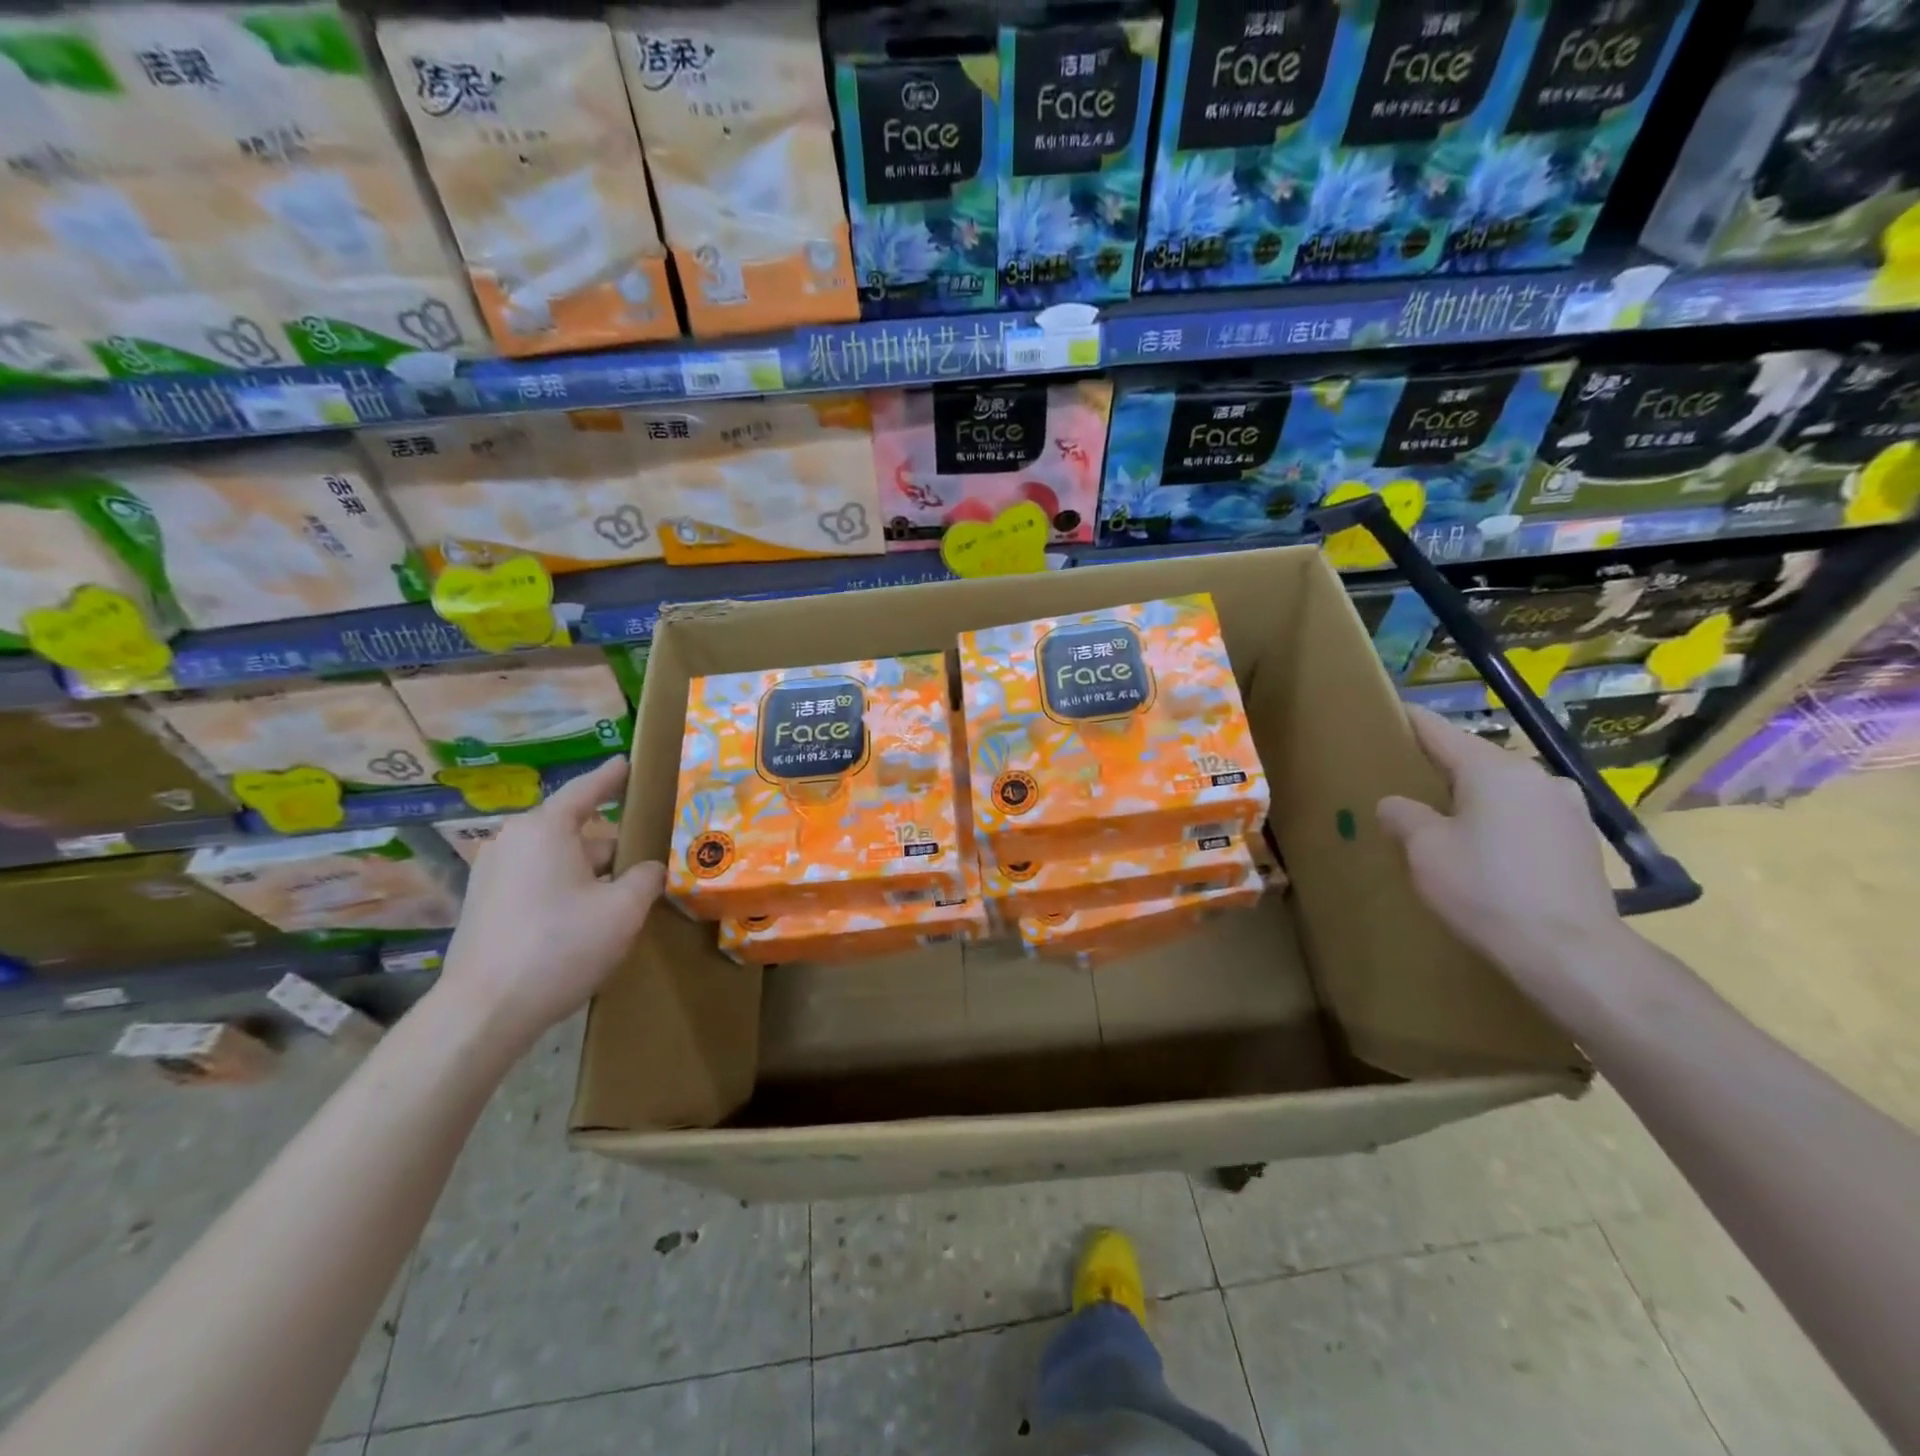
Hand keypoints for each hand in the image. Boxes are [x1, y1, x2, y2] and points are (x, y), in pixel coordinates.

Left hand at [436, 757, 663, 1051]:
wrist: (484, 1012)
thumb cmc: (560, 946)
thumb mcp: (623, 909)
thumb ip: (646, 878)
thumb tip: (651, 869)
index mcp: (545, 829)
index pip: (586, 790)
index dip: (611, 777)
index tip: (627, 762)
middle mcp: (512, 842)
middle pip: (576, 832)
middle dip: (613, 847)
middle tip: (650, 858)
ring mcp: (492, 875)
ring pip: (558, 861)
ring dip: (592, 874)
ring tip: (625, 896)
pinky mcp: (484, 906)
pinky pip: (537, 883)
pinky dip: (566, 891)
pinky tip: (588, 921)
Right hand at [1377, 708, 1627, 1006]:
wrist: (1570, 951)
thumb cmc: (1485, 889)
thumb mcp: (1424, 849)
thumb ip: (1403, 815)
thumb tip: (1396, 804)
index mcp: (1492, 768)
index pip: (1438, 730)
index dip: (1408, 721)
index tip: (1387, 713)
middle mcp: (1535, 775)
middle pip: (1474, 758)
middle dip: (1440, 767)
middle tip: (1406, 782)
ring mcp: (1567, 806)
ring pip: (1503, 788)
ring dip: (1474, 797)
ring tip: (1446, 820)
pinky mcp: (1582, 839)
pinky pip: (1527, 815)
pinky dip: (1501, 821)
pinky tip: (1488, 850)